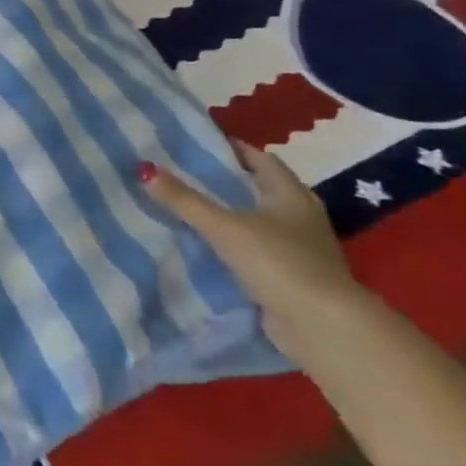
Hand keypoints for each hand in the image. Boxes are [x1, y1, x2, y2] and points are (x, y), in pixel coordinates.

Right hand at [141, 142, 359, 354]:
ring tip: (185, 204)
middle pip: (257, 187)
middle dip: (223, 179)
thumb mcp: (223, 226)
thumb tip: (144, 169)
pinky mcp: (289, 274)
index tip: (195, 140)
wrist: (321, 325)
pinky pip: (253, 247)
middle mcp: (299, 216)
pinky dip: (230, 242)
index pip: (259, 158)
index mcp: (290, 194)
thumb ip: (184, 200)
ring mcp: (298, 247)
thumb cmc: (277, 261)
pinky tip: (202, 243)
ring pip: (254, 219)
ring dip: (226, 213)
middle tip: (181, 170)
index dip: (230, 147)